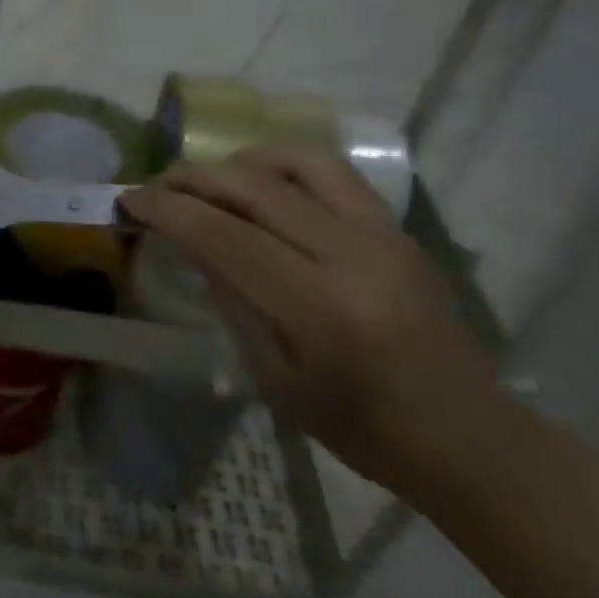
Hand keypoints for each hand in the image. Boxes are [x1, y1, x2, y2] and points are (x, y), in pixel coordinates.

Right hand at [121, 147, 499, 492]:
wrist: (468, 437)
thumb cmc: (360, 428)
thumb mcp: (275, 378)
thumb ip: (231, 300)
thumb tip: (192, 242)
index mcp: (319, 308)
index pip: (224, 235)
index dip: (168, 209)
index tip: (130, 198)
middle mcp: (353, 255)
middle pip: (255, 186)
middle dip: (193, 176)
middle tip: (157, 185)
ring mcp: (383, 233)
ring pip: (299, 160)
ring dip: (242, 160)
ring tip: (213, 179)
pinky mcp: (398, 227)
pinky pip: (333, 172)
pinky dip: (285, 164)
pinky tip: (264, 184)